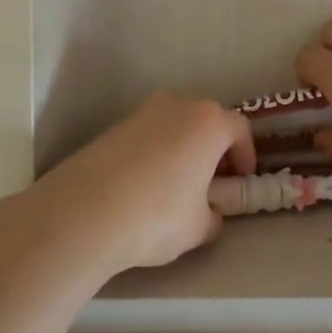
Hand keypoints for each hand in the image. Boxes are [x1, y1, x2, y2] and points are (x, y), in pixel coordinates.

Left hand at [30, 94, 255, 273]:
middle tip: (212, 181)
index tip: (241, 180)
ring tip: (176, 185)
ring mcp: (142, 112)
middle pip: (206, 121)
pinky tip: (144, 186)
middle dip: (213, 148)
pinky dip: (154, 153)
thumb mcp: (198, 227)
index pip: (240, 129)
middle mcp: (178, 105)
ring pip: (174, 125)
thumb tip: (209, 214)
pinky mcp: (114, 126)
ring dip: (182, 148)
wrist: (85, 212)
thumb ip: (213, 216)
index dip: (246, 154)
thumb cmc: (157, 215)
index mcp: (208, 122)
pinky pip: (147, 135)